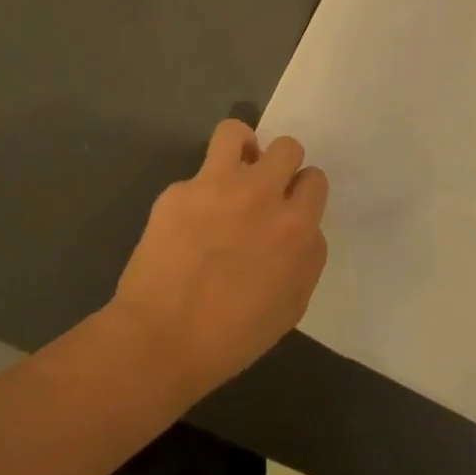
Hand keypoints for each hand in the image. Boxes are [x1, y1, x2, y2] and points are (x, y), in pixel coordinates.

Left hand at [109, 120, 328, 394]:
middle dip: (281, 165)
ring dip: (241, 148)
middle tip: (265, 191)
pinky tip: (188, 221)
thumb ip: (308, 257)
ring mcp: (217, 186)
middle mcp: (262, 194)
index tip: (290, 208)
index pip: (315, 178)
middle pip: (287, 147)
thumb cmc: (233, 337)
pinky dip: (198, 192)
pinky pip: (195, 175)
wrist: (160, 342)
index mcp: (295, 225)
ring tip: (232, 172)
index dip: (303, 192)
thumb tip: (304, 230)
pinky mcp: (178, 191)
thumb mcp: (292, 305)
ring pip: (237, 132)